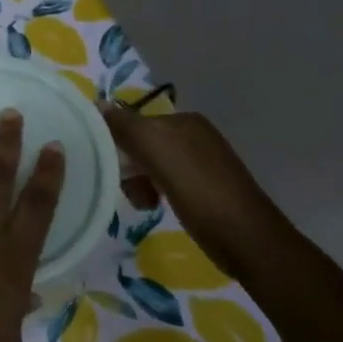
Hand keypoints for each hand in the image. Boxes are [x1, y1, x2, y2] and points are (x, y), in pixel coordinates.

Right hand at [99, 105, 288, 279]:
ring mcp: (200, 162)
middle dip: (127, 166)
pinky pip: (164, 182)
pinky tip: (154, 206)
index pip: (133, 121)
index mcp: (183, 120)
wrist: (244, 237)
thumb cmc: (198, 188)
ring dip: (138, 182)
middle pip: (141, 143)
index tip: (106, 166)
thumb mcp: (156, 150)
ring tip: (142, 202)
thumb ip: (125, 126)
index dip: (115, 142)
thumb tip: (98, 104)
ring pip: (150, 165)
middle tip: (126, 188)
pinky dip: (153, 192)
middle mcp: (193, 135)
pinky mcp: (203, 188)